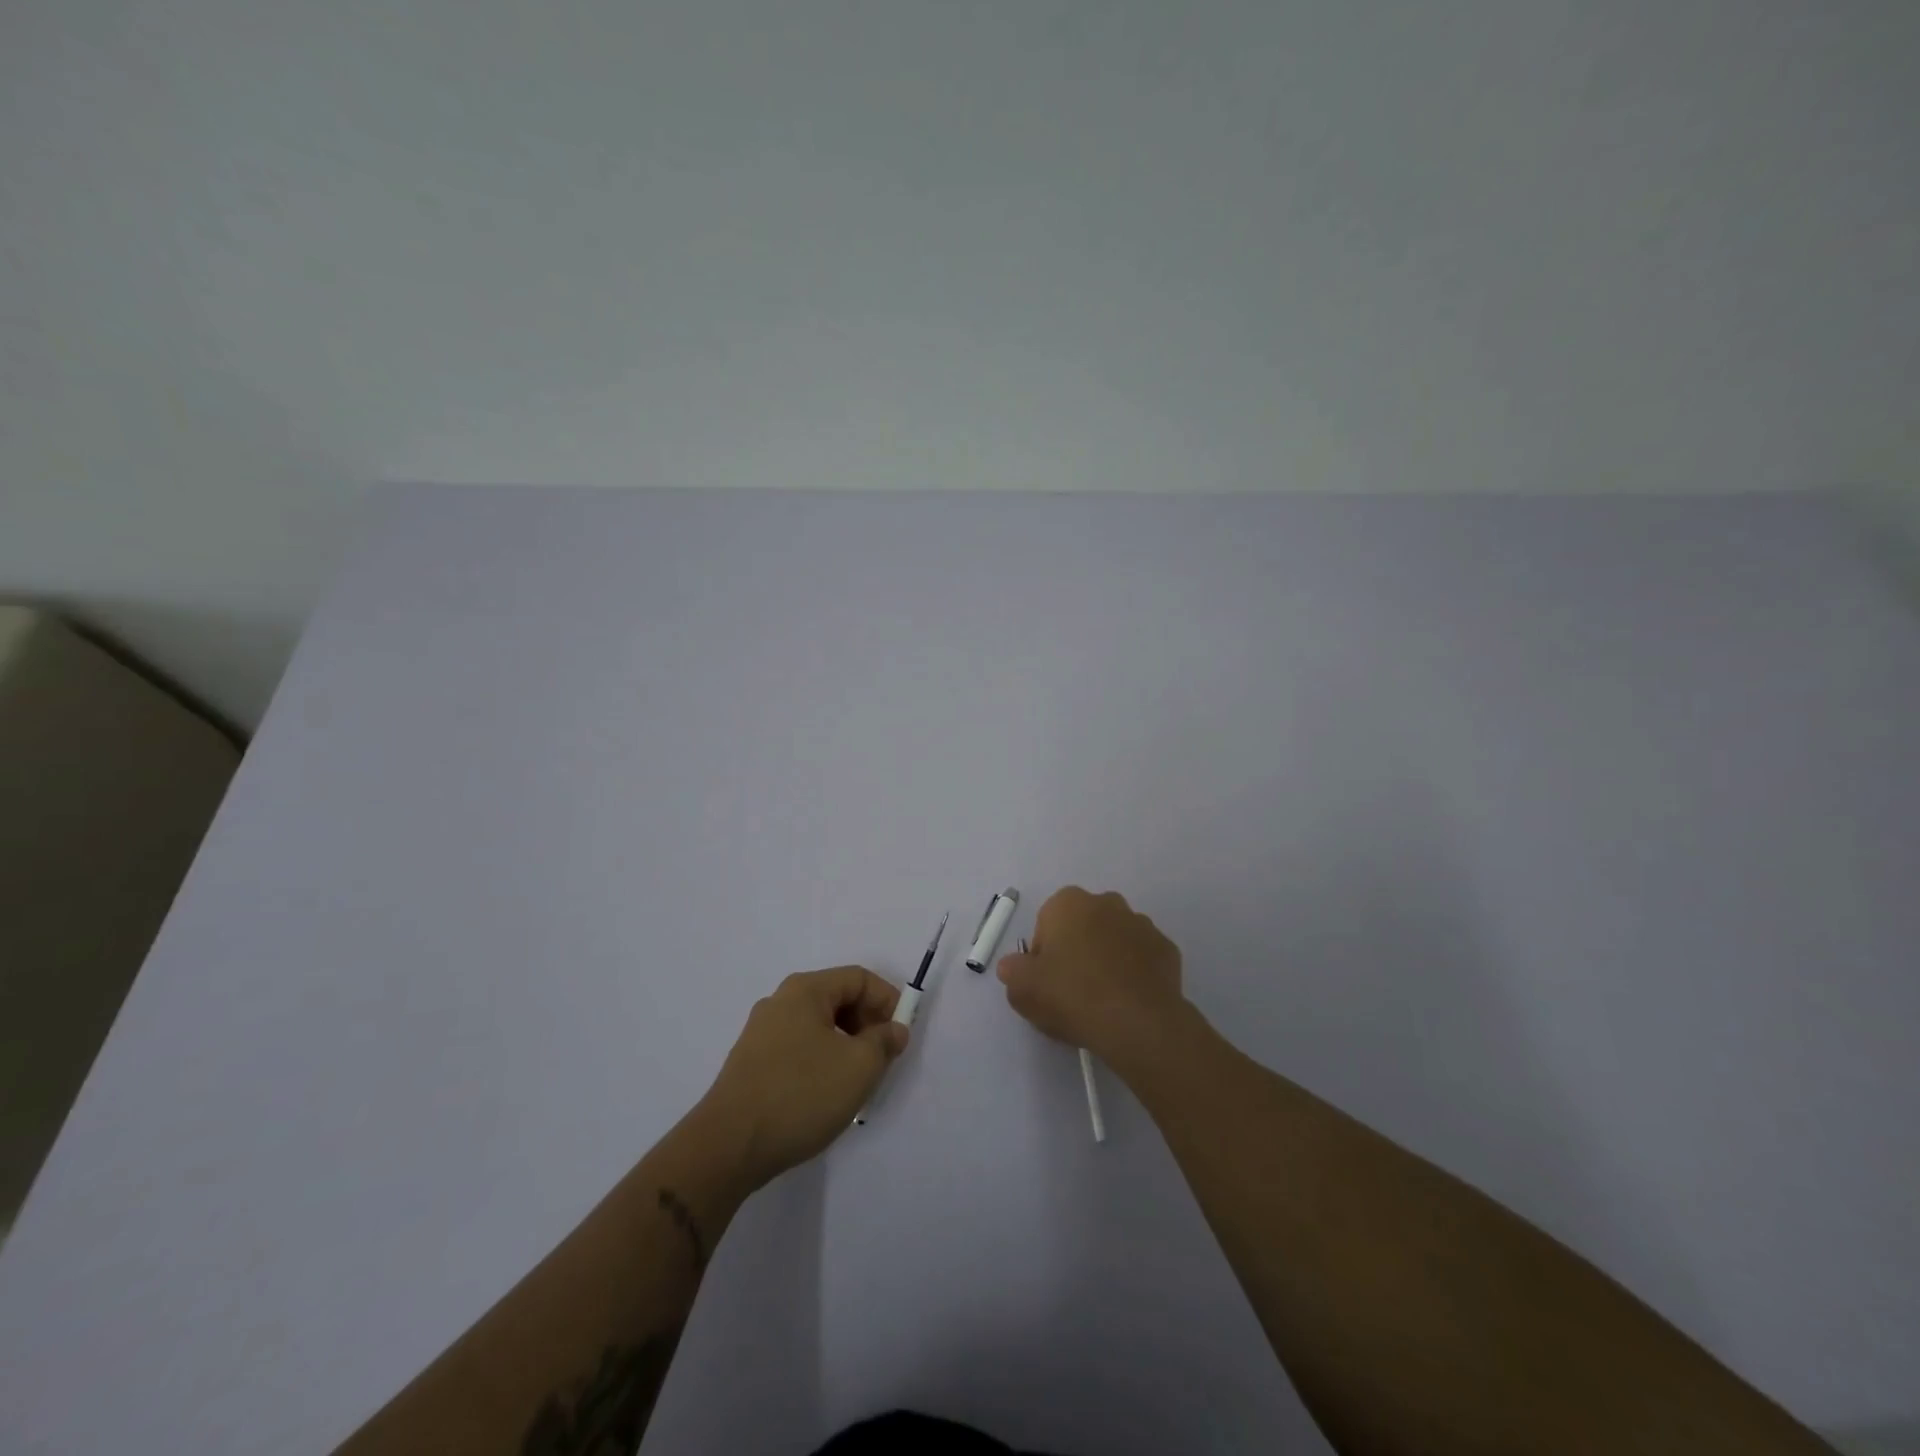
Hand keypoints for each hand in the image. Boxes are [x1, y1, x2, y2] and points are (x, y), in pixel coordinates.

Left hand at [700, 967, 907, 1187]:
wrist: (728, 1146)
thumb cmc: (801, 1094)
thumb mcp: (859, 1067)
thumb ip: (884, 1042)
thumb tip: (893, 1030)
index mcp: (805, 990)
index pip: (858, 978)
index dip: (887, 1000)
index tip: (901, 1035)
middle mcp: (780, 1002)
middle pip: (837, 999)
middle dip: (867, 1024)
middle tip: (883, 1058)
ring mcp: (760, 1034)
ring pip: (818, 1027)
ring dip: (846, 1046)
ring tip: (857, 1081)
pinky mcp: (750, 1064)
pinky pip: (798, 1049)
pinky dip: (821, 1061)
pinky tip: (825, 1095)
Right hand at [996, 887, 1185, 1074]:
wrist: (1136, 1023)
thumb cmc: (1072, 995)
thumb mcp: (1021, 988)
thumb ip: (1012, 970)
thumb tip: (1016, 966)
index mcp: (1068, 903)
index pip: (1046, 924)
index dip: (1043, 955)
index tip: (1046, 983)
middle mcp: (1107, 903)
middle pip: (1082, 927)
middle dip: (1076, 951)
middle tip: (1072, 991)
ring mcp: (1142, 924)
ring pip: (1114, 940)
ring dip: (1107, 960)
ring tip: (1103, 1001)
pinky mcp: (1167, 949)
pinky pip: (1142, 959)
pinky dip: (1135, 974)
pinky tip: (1128, 1002)